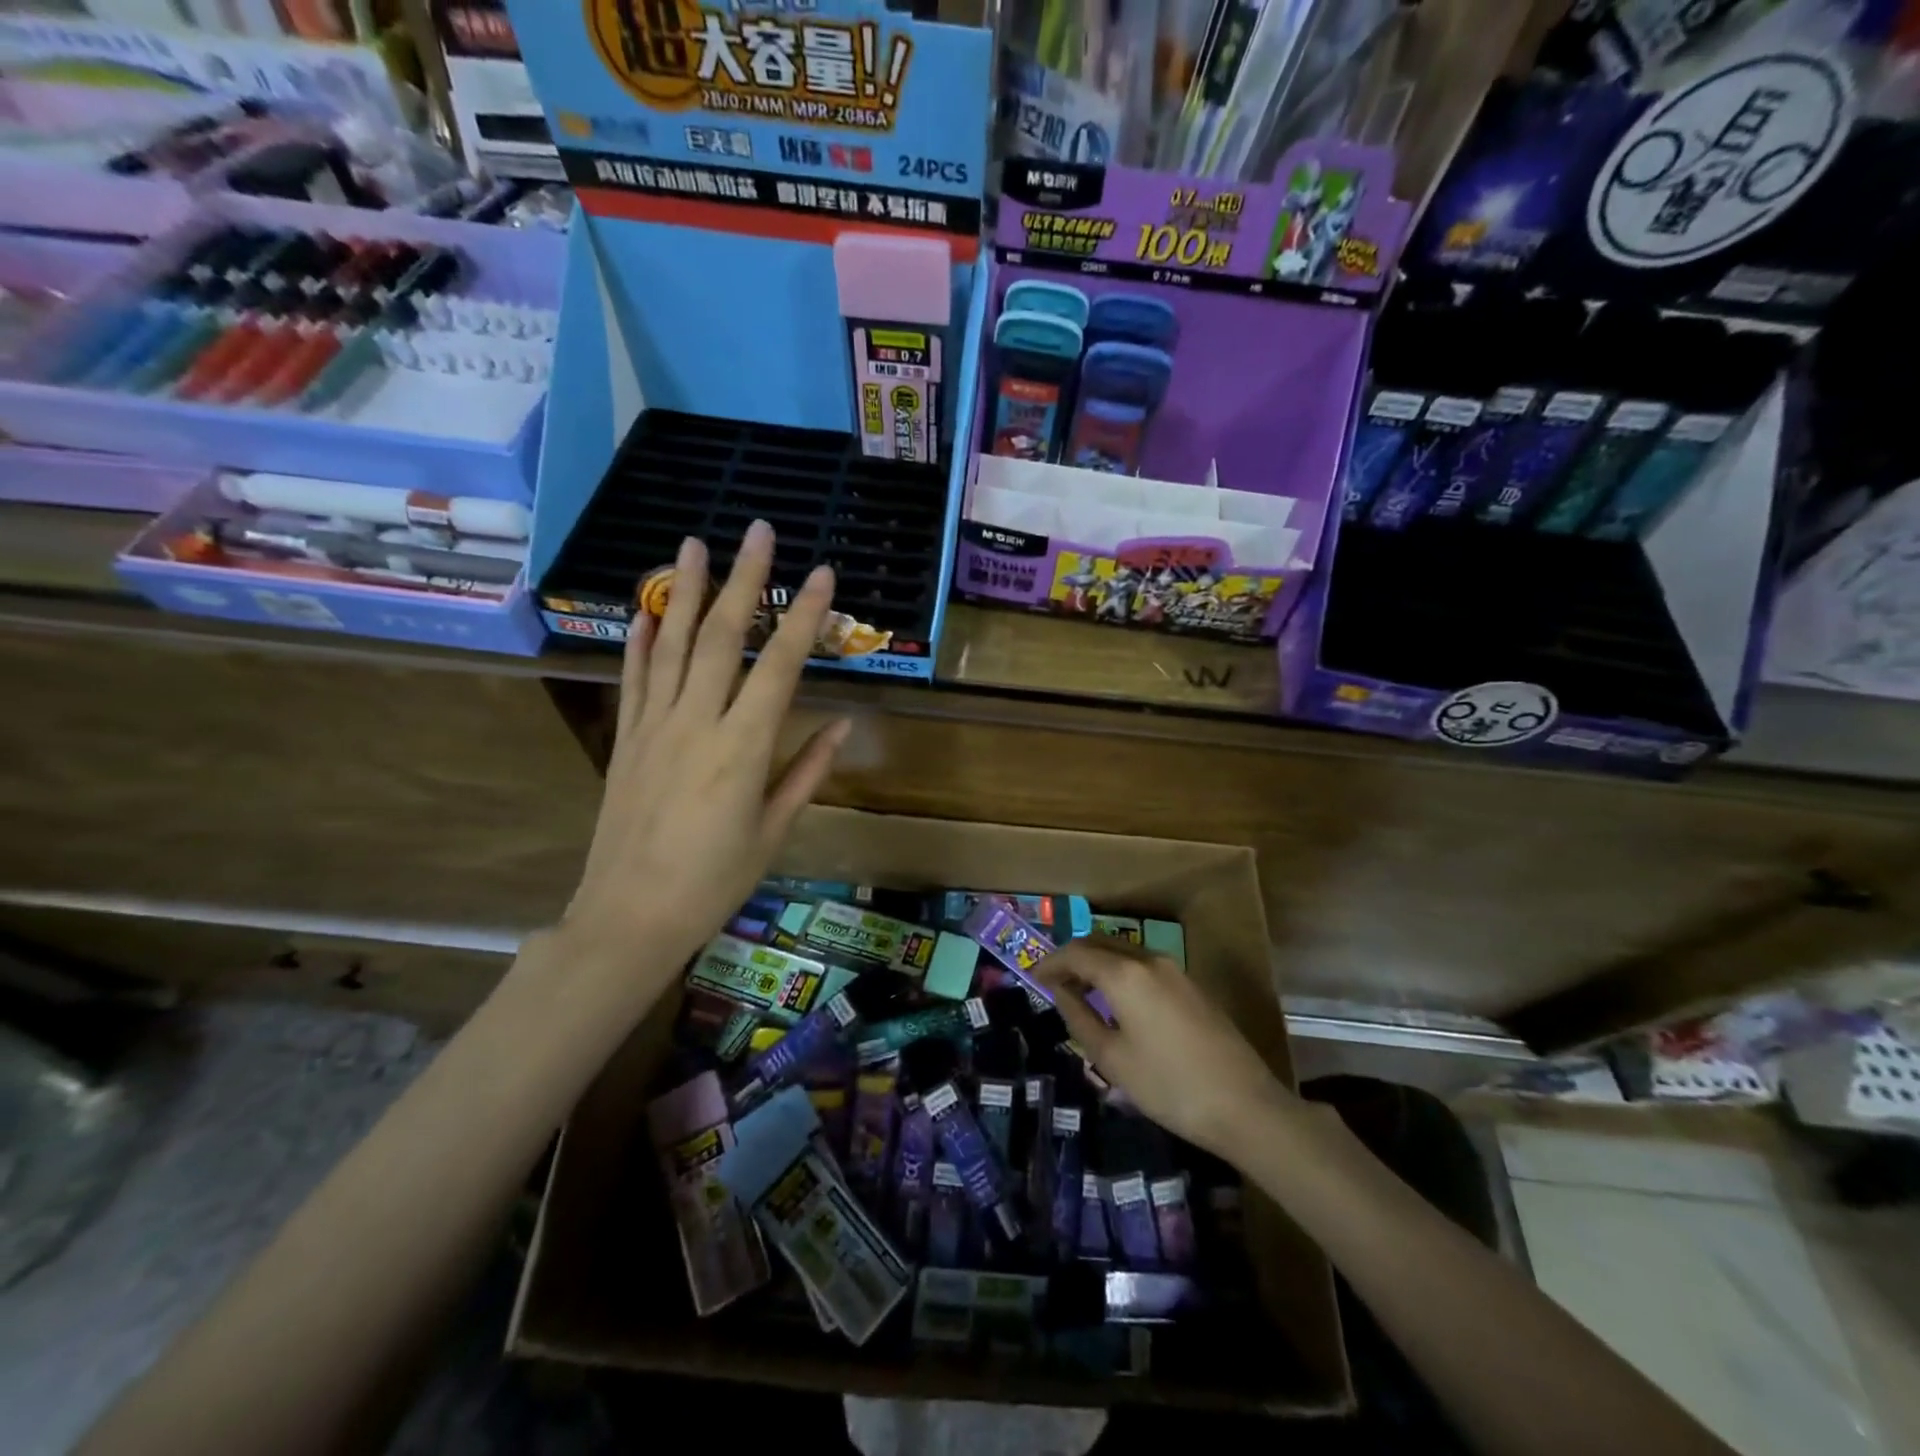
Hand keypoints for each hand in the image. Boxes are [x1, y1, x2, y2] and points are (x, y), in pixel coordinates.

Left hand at [559, 522, 850, 988]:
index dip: (804, 617)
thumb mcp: (773, 830)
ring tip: (695, 543)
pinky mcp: (626, 739)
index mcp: (743, 748)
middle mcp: (697, 723)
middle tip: (758, 531)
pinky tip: (647, 608)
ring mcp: (653, 726)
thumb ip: (807, 771)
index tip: (823, 575)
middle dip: (744, 580)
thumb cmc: (715, 881)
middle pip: (722, 637)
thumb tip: (843, 725)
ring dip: (685, 590)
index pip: (780, 666)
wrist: (629, 916)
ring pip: (672, 644)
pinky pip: (634, 679)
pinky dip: (640, 639)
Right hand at [1035, 939, 1297, 1160]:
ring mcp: (1175, 970)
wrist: (1245, 1106)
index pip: (1076, 953)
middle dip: (1073, 957)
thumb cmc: (1169, 1086)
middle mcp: (1149, 960)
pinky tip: (1118, 1001)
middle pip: (1100, 943)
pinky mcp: (1192, 985)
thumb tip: (1061, 993)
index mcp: (1125, 974)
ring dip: (1098, 963)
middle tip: (1054, 982)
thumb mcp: (1112, 1059)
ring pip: (1124, 951)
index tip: (1033, 977)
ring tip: (1082, 992)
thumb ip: (1080, 1018)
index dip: (1050, 962)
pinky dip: (1121, 972)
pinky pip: (1144, 965)